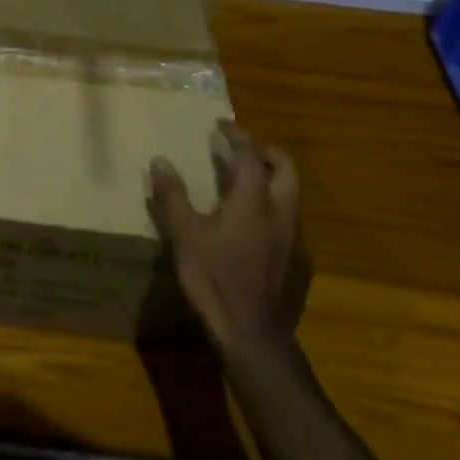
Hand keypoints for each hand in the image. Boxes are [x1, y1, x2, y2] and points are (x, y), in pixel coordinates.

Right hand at [147, 120, 307, 362]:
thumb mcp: (184, 235)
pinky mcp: (298, 263)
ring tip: (245, 184)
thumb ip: (173, 196)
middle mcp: (281, 213)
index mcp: (253, 201)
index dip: (237, 135)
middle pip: (285, 169)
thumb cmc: (214, 279)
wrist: (253, 335)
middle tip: (242, 148)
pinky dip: (273, 210)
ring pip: (291, 196)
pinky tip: (254, 228)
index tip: (222, 125)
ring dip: (272, 181)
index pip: (250, 155)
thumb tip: (160, 161)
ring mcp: (294, 239)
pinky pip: (289, 223)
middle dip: (266, 152)